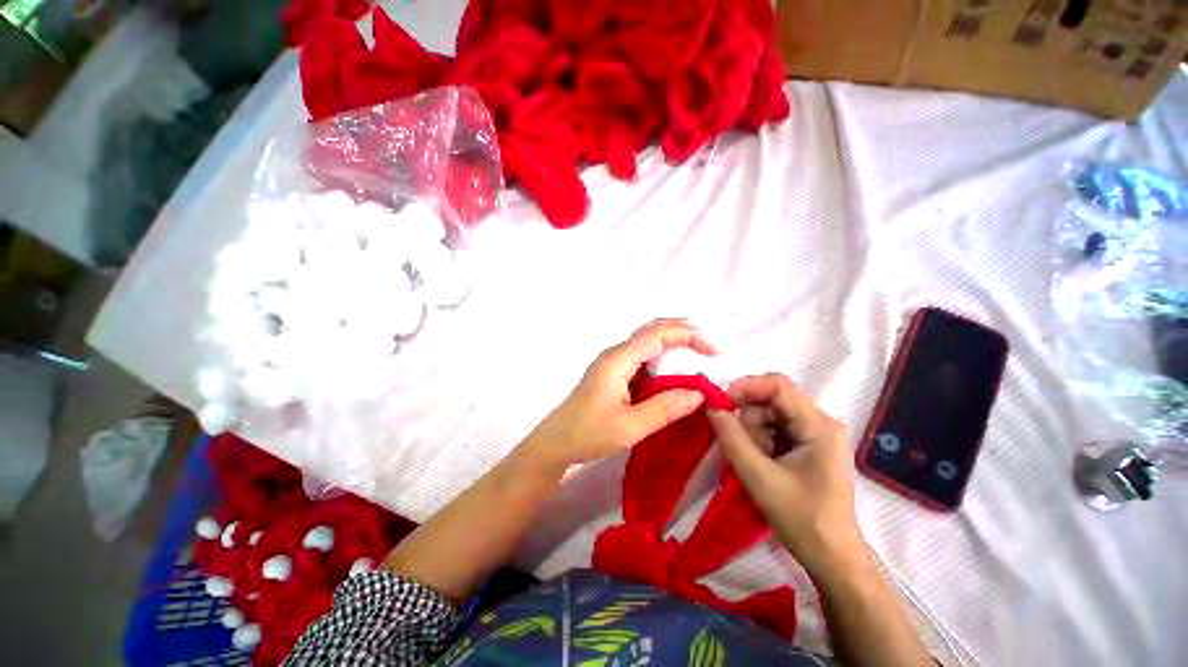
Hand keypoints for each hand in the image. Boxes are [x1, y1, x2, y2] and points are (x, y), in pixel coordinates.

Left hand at [521, 319, 716, 470]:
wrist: (556, 443)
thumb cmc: (588, 434)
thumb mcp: (630, 427)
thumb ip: (665, 409)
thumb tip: (700, 394)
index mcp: (618, 360)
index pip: (657, 334)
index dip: (688, 335)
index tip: (714, 351)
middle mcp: (615, 354)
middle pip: (651, 330)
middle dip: (682, 331)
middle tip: (709, 346)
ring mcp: (612, 362)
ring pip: (646, 341)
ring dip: (672, 341)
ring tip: (698, 351)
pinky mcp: (612, 373)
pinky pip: (641, 356)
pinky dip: (662, 355)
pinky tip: (673, 368)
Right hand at [707, 374, 866, 578]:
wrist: (831, 556)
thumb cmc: (802, 520)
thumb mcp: (759, 478)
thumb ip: (732, 438)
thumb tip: (711, 407)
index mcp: (818, 426)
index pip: (778, 385)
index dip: (746, 387)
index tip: (722, 406)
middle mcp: (820, 421)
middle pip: (771, 399)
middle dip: (749, 419)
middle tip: (744, 449)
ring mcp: (814, 432)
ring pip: (769, 413)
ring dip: (753, 432)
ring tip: (757, 463)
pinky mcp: (807, 443)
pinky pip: (773, 426)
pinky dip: (759, 440)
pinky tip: (762, 463)